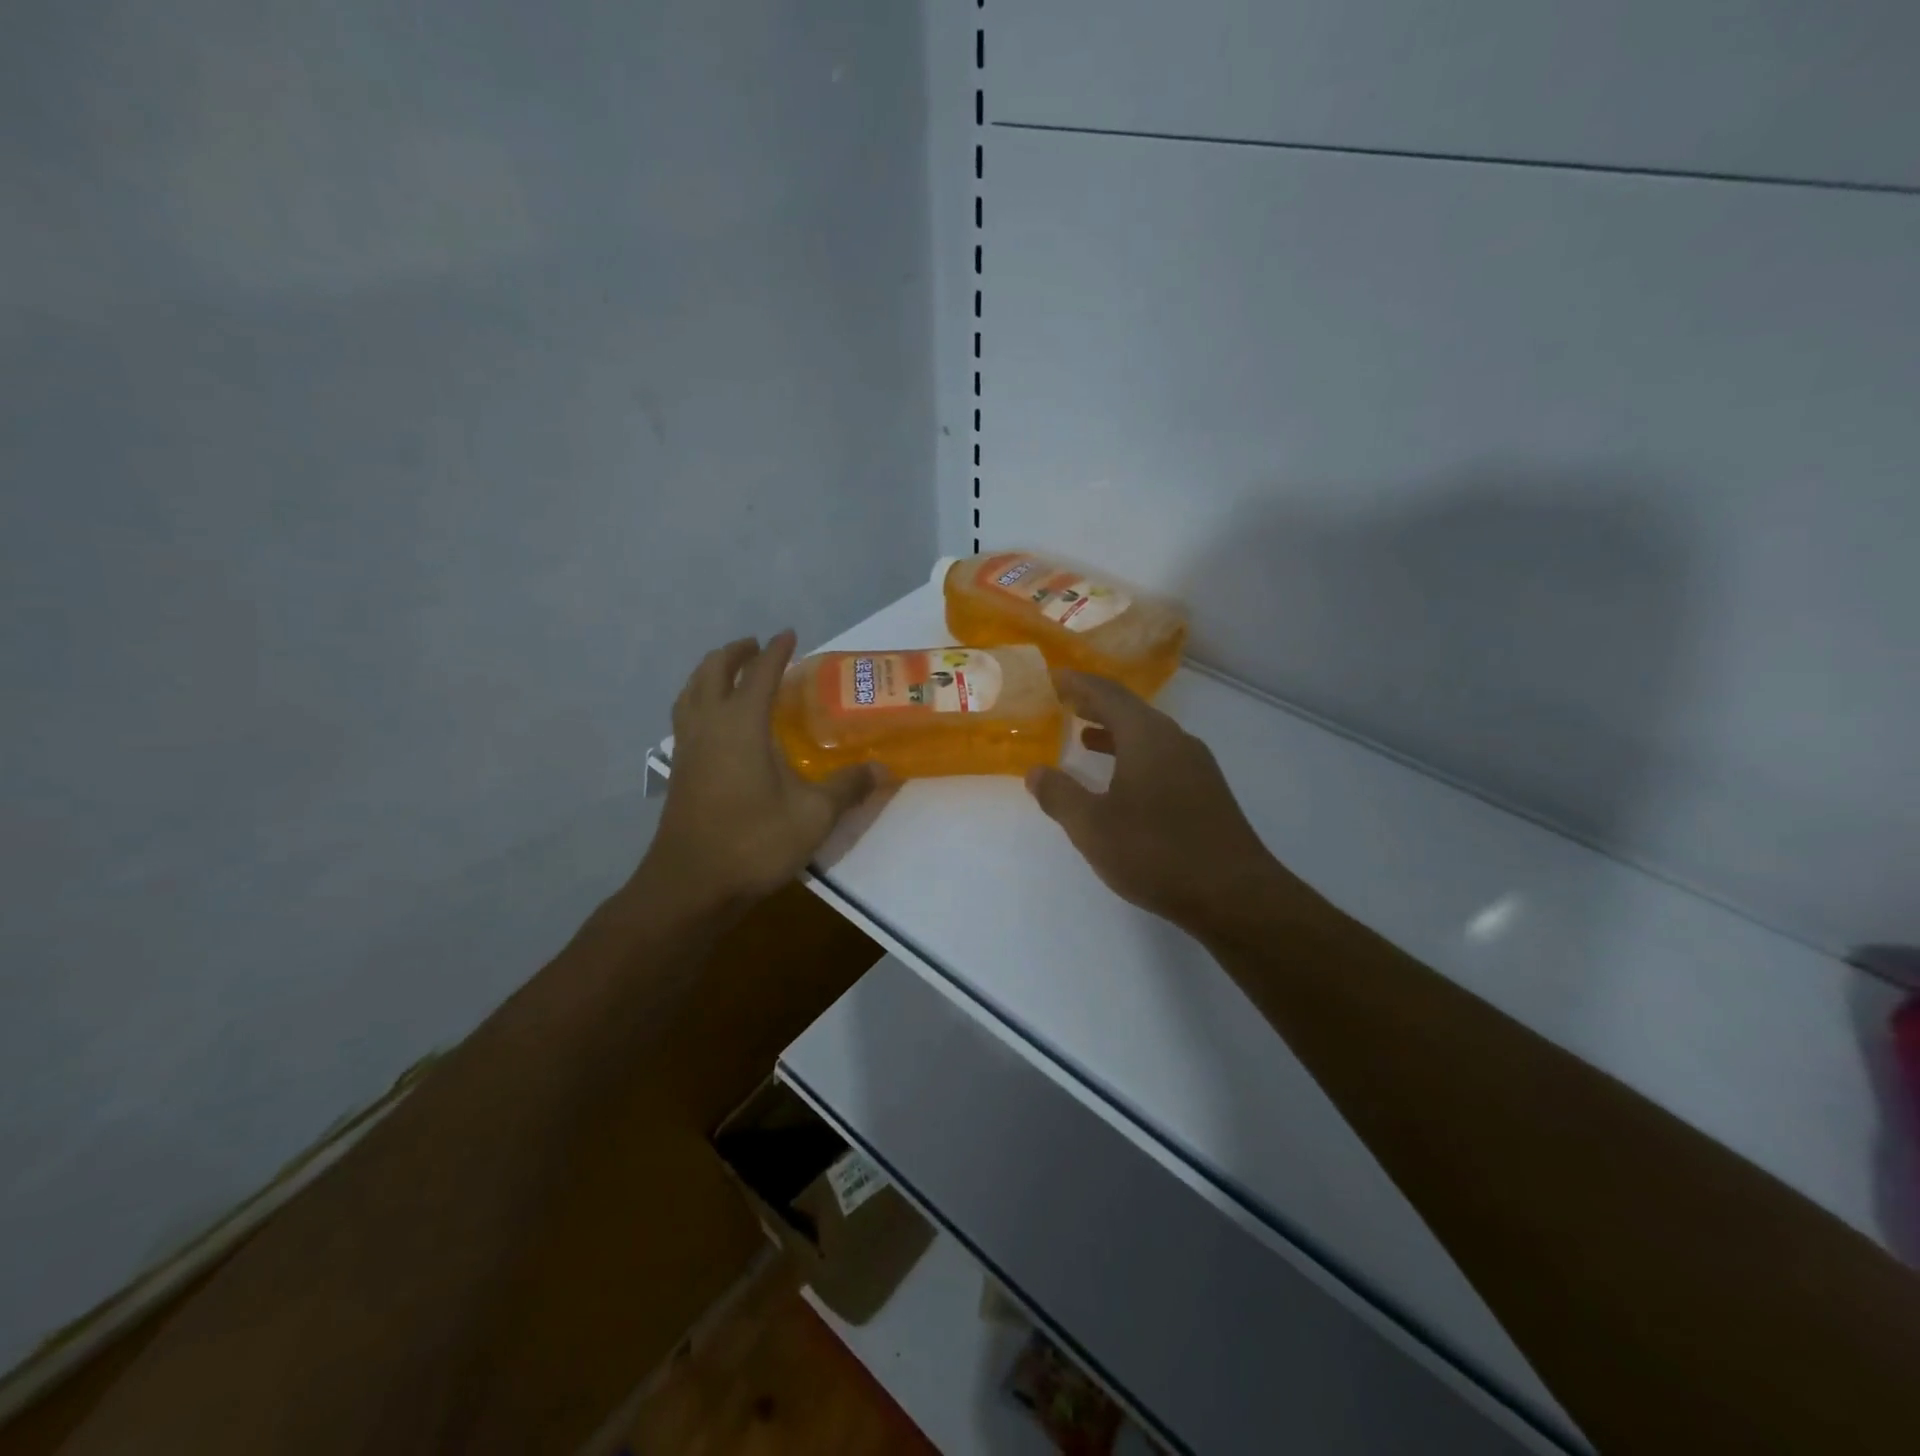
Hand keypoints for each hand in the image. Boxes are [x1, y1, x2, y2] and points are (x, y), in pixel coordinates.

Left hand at [640, 631, 882, 914]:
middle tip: (757, 646)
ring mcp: (688, 747)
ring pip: (691, 691)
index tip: (790, 634)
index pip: (760, 673)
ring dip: (711, 672)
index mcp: (741, 724)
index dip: (777, 651)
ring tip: (731, 673)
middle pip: (713, 671)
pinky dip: (700, 699)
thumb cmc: (754, 841)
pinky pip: (686, 716)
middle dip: (736, 652)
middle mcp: (709, 725)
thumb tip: (882, 768)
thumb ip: (847, 787)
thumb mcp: (814, 815)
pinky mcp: (680, 770)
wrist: (692, 885)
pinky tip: (715, 722)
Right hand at [1026, 672, 1306, 940]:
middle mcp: (1175, 741)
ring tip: (1084, 736)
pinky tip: (1121, 780)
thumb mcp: (1092, 827)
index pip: (1108, 694)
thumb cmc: (1156, 853)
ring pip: (1148, 735)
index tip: (1054, 677)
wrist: (1234, 894)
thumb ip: (1060, 796)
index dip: (1079, 684)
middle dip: (1096, 704)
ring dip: (1115, 732)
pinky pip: (1162, 757)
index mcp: (1147, 737)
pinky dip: (1133, 755)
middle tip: (1064, 701)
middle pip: (1131, 710)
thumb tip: (1036, 772)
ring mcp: (1196, 766)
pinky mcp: (1206, 791)